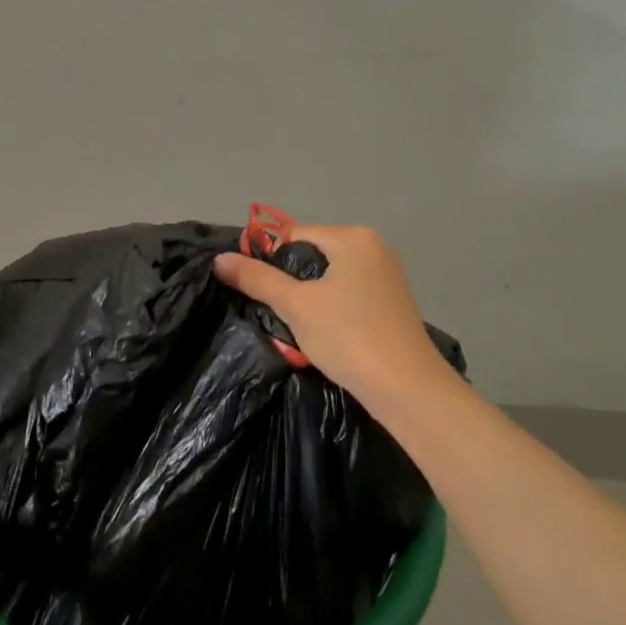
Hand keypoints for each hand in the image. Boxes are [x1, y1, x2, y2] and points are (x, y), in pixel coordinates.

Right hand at [214, 224, 448, 408]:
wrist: (406, 388)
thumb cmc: (348, 336)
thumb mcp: (295, 306)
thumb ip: (256, 279)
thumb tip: (219, 259)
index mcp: (353, 238)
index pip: (293, 236)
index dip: (268, 262)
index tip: (257, 294)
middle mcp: (375, 249)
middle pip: (312, 257)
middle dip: (290, 285)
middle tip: (276, 315)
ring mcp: (388, 278)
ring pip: (329, 281)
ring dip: (308, 303)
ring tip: (296, 331)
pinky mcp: (392, 305)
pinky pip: (348, 298)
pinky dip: (331, 313)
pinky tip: (324, 338)